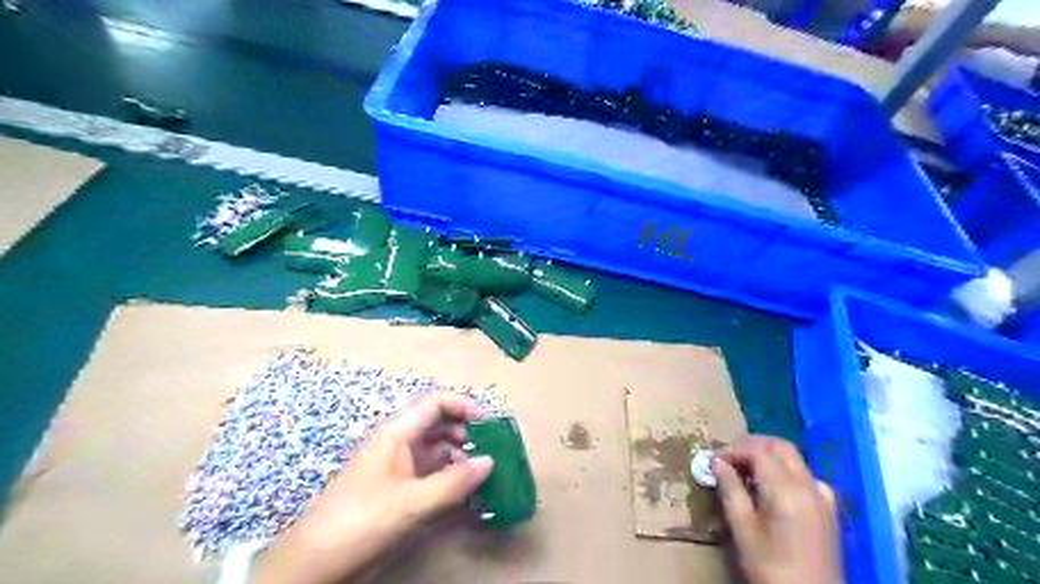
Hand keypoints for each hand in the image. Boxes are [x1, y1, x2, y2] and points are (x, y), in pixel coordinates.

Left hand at [254, 393, 493, 582]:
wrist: (314, 564)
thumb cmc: (361, 521)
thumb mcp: (411, 502)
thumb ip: (454, 482)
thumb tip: (490, 461)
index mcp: (397, 434)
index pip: (435, 403)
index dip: (464, 405)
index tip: (489, 423)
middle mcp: (398, 444)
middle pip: (438, 424)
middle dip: (466, 432)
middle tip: (490, 451)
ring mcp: (397, 468)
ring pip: (435, 450)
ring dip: (459, 457)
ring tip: (481, 475)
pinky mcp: (396, 490)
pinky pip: (429, 474)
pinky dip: (448, 478)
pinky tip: (463, 494)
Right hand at [711, 435, 838, 583]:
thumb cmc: (771, 568)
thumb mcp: (743, 529)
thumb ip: (731, 490)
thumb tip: (717, 462)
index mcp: (787, 489)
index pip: (758, 451)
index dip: (733, 450)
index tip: (714, 460)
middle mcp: (809, 485)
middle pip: (780, 446)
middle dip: (752, 445)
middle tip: (729, 459)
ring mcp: (823, 497)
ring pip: (794, 459)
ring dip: (769, 456)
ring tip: (745, 473)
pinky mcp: (829, 510)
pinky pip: (806, 477)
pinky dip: (786, 472)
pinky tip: (773, 489)